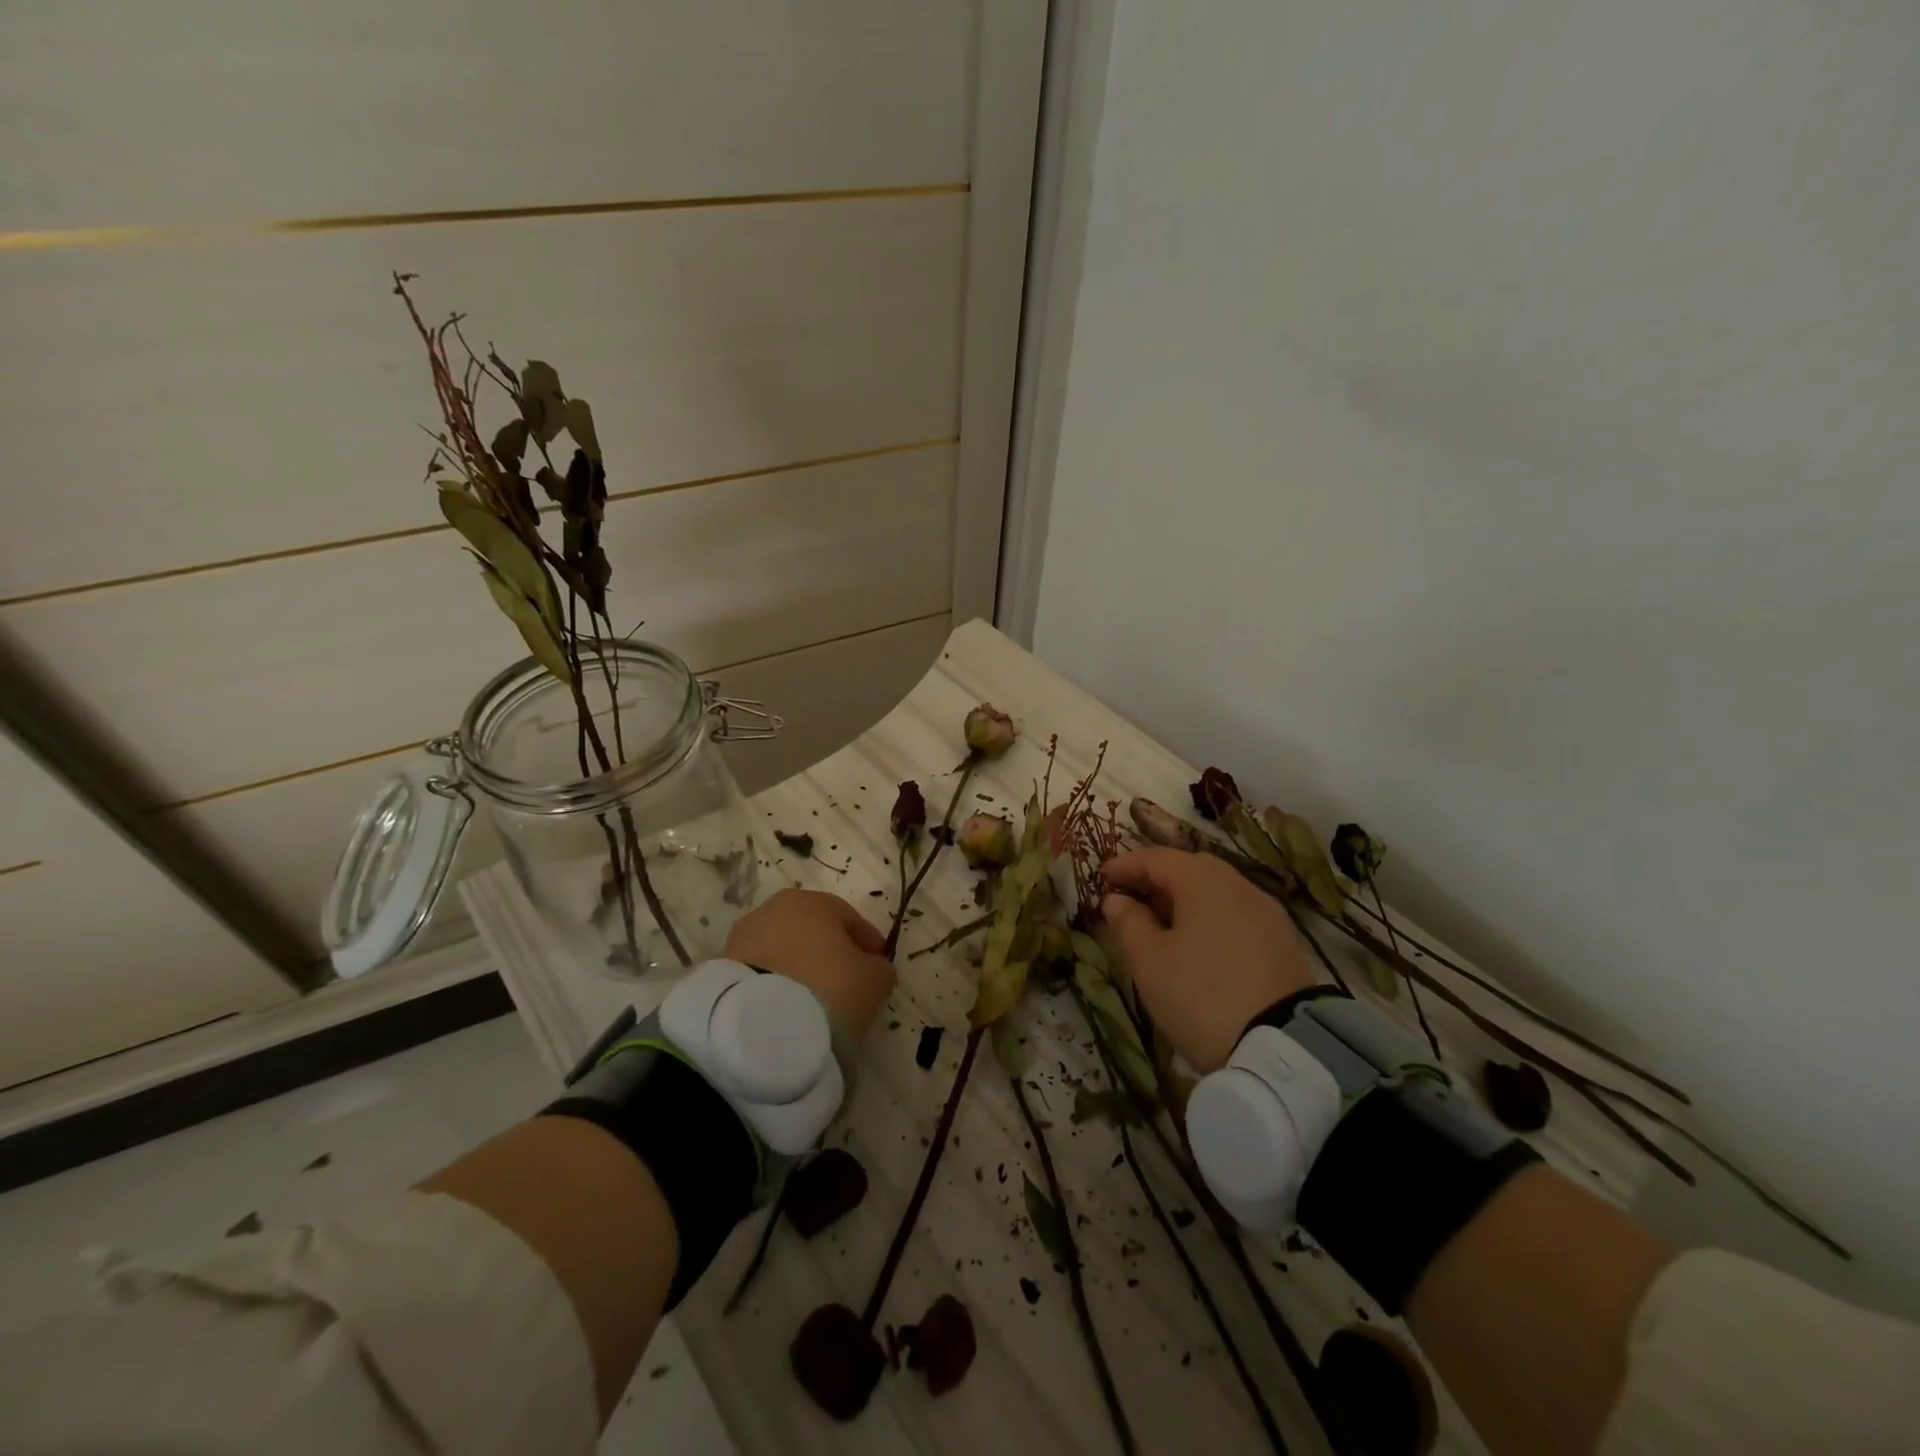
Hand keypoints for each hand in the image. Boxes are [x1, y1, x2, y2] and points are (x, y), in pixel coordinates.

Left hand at [726, 889, 895, 1041]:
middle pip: (814, 931)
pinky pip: (764, 971)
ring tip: (813, 1000)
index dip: (868, 943)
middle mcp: (775, 908)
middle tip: (845, 983)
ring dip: (800, 968)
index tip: (878, 967)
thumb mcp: (874, 980)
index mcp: (814, 901)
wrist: (760, 1024)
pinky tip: (788, 1006)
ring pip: (785, 950)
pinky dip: (778, 983)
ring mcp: (745, 936)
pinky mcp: (725, 967)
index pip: (850, 918)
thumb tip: (873, 968)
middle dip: (830, 953)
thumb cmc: (827, 987)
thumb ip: (880, 968)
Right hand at [1099, 847, 1315, 1072]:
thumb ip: (1128, 923)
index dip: (1125, 865)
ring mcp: (1267, 912)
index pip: (1157, 858)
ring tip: (1162, 925)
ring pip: (1217, 891)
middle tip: (1131, 898)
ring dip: (1185, 899)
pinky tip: (1198, 944)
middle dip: (1157, 879)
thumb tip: (1117, 900)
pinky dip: (1210, 917)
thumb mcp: (1150, 962)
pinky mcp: (1283, 941)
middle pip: (1191, 868)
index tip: (1101, 877)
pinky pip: (1236, 913)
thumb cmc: (1201, 995)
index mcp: (1203, 881)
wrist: (1282, 1049)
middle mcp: (1238, 885)